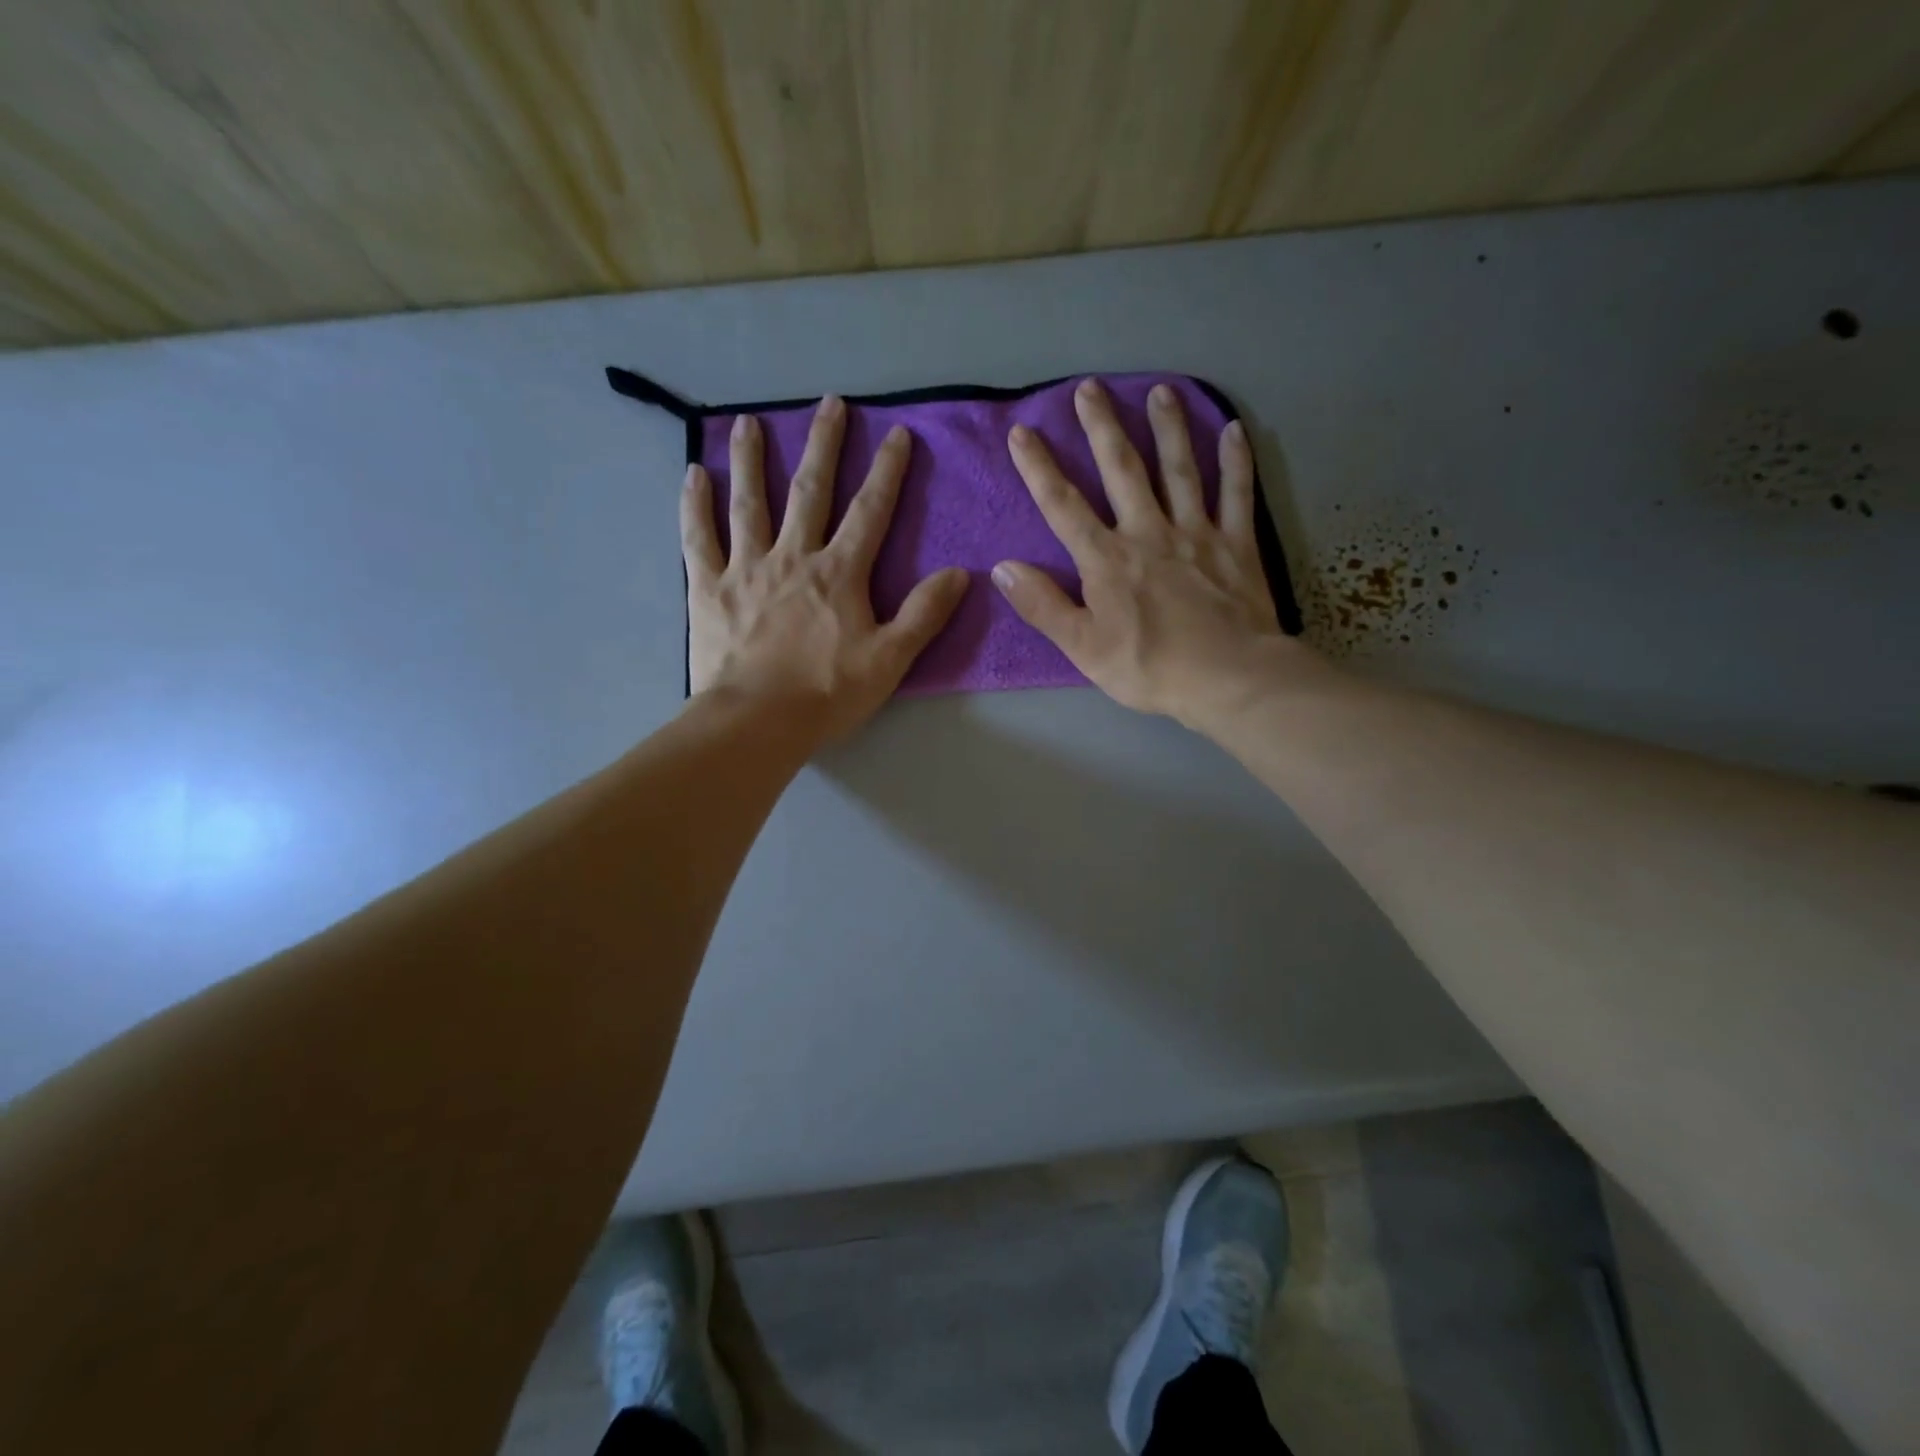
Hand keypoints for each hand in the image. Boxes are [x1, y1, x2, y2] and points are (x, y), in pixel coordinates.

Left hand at [683, 395, 968, 743]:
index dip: (887, 471)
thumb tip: (960, 573)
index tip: (897, 434)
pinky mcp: (709, 588)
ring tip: (750, 422)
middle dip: (824, 446)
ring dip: (751, 459)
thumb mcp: (890, 659)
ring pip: (750, 502)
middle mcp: (793, 556)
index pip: (870, 511)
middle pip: (810, 491)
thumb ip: (924, 614)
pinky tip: (693, 473)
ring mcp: (746, 568)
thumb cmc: (827, 693)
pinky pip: (699, 538)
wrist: (757, 722)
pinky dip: (694, 505)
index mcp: (839, 573)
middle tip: (829, 403)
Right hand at [993, 378, 1315, 730]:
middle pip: (1122, 470)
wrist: (1228, 678)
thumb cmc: (1149, 668)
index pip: (1064, 506)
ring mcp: (1197, 532)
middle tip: (1090, 387)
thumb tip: (1002, 568)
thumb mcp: (1083, 647)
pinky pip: (1237, 493)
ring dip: (1168, 428)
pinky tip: (1235, 429)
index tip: (1023, 432)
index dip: (1040, 468)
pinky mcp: (1236, 543)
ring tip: (1159, 390)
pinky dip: (1236, 461)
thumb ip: (1042, 605)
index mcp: (1107, 560)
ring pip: (1180, 469)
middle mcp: (1149, 531)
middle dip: (1102, 427)